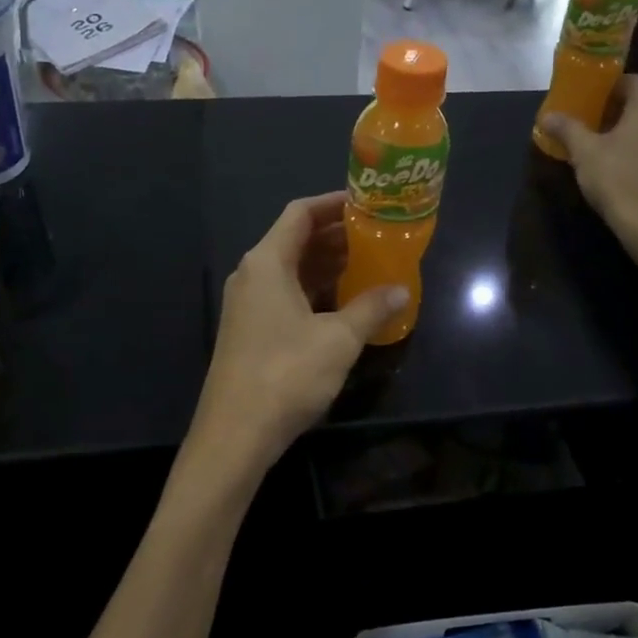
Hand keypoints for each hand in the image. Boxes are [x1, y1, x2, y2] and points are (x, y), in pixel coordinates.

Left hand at [194, 193, 406, 465]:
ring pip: (292, 271)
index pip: (301, 213)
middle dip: (338, 237)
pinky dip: (315, 293)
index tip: (368, 206)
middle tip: (378, 238)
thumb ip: (371, 308)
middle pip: (296, 241)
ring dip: (328, 267)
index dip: (334, 204)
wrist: (235, 433)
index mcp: (267, 263)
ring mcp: (248, 305)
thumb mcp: (339, 339)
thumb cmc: (287, 375)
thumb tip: (401, 291)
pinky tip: (345, 305)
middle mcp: (253, 275)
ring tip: (370, 267)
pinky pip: (286, 296)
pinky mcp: (250, 331)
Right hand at [539, 77, 637, 255]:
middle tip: (587, 125)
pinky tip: (623, 160)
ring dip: (629, 127)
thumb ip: (567, 128)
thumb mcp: (585, 152)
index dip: (600, 91)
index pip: (624, 81)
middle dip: (614, 110)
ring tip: (602, 143)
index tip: (581, 105)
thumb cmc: (618, 179)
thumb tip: (547, 116)